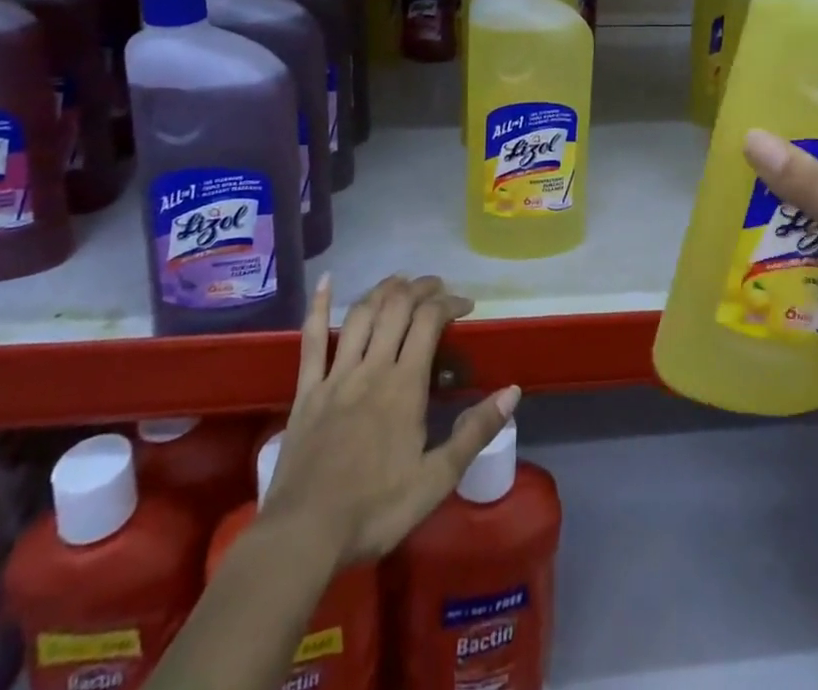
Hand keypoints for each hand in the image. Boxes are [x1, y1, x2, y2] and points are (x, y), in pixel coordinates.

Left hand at [261, 273, 520, 564]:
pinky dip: (317, 306)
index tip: (466, 305)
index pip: (429, 321)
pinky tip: (325, 282)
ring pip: (360, 315)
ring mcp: (335, 376)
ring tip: (399, 282)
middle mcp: (372, 367)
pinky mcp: (307, 391)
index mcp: (405, 385)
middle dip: (420, 288)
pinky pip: (311, 340)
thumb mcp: (437, 479)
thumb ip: (475, 431)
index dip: (449, 303)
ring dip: (382, 290)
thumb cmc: (375, 510)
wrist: (304, 535)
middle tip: (437, 286)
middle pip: (396, 308)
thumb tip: (513, 391)